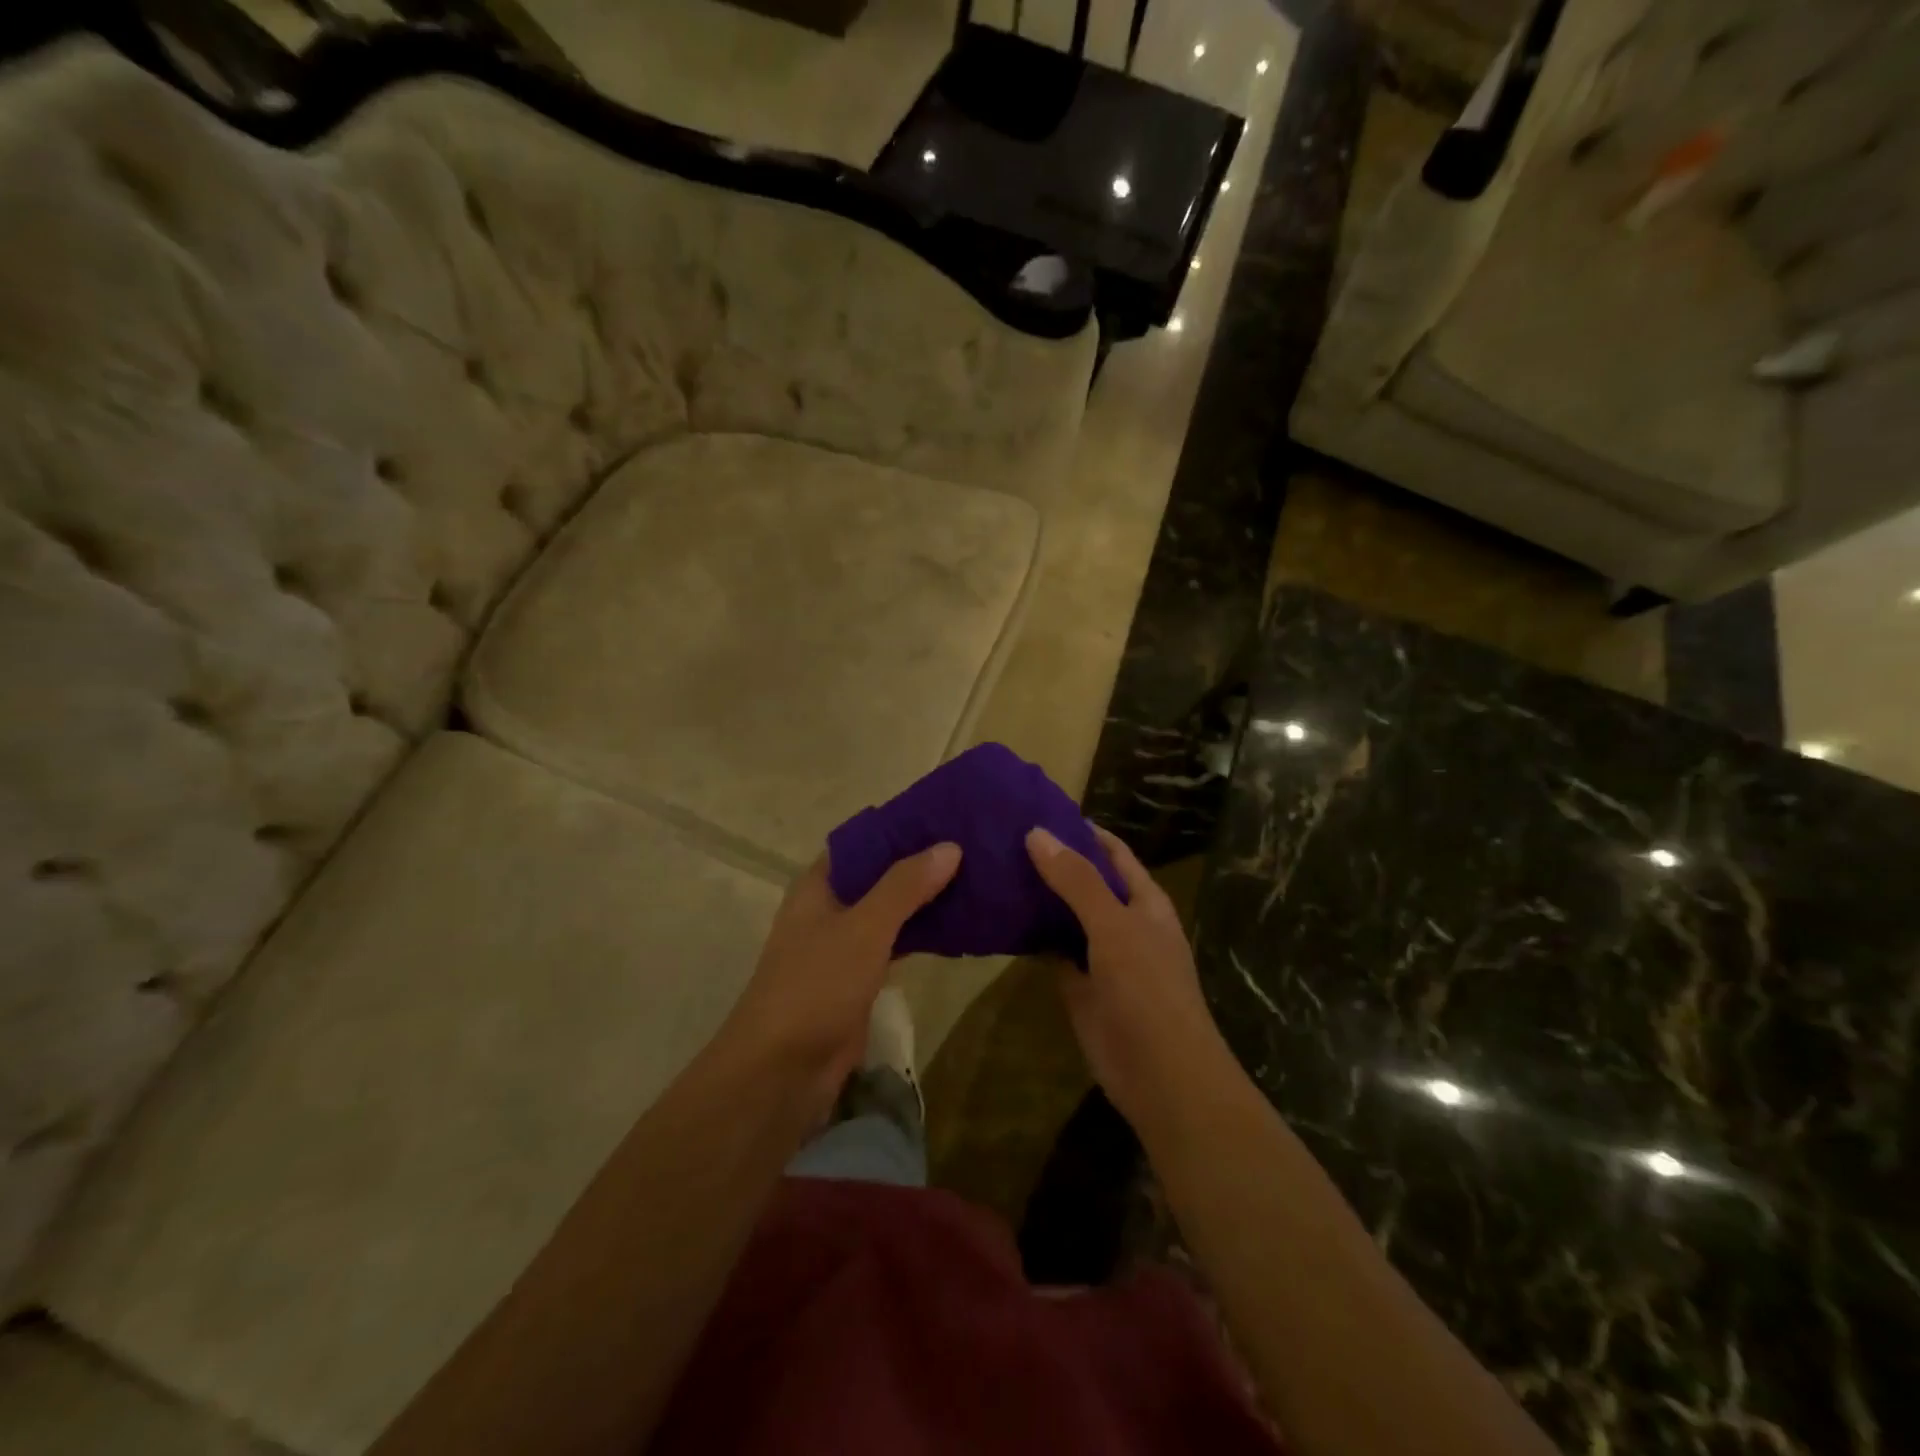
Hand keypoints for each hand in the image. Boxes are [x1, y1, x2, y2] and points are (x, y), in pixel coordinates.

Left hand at [724, 843, 960, 1113]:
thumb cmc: (816, 985)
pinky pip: (896, 945)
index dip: (899, 827)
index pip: (862, 841)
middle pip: (879, 875)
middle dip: (919, 863)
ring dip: (924, 899)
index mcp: (818, 886)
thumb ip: (905, 886)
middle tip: (973, 846)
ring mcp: (843, 946)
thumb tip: (950, 846)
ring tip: (975, 878)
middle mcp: (829, 909)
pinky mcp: (858, 979)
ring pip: (890, 911)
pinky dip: (922, 934)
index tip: (945, 816)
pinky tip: (959, 926)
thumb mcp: (864, 928)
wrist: (782, 1072)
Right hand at [1026, 825, 1229, 1126]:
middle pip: (1085, 883)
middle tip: (1002, 838)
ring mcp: (1101, 956)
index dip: (1082, 832)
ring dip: (1038, 899)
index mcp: (1144, 901)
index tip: (1040, 811)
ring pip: (1066, 917)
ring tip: (994, 870)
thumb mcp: (1114, 926)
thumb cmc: (1148, 989)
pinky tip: (1000, 919)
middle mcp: (1123, 922)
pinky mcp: (1079, 986)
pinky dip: (1032, 937)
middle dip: (1052, 863)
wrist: (1161, 1076)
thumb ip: (1077, 881)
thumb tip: (1037, 833)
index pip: (1112, 853)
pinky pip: (1053, 952)